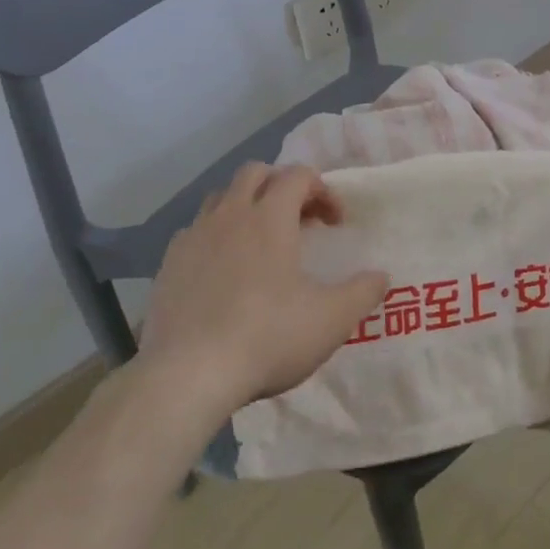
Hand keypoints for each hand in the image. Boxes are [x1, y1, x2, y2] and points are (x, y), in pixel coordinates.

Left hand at [135, 163, 386, 420]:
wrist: (188, 376)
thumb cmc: (268, 337)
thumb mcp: (333, 319)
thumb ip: (363, 292)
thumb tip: (381, 277)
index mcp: (270, 218)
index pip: (298, 175)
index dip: (323, 190)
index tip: (335, 224)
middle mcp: (229, 216)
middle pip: (256, 173)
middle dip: (282, 186)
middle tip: (300, 221)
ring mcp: (193, 238)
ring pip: (221, 198)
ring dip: (246, 207)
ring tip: (261, 243)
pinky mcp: (168, 266)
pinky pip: (195, 232)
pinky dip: (216, 237)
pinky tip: (224, 272)